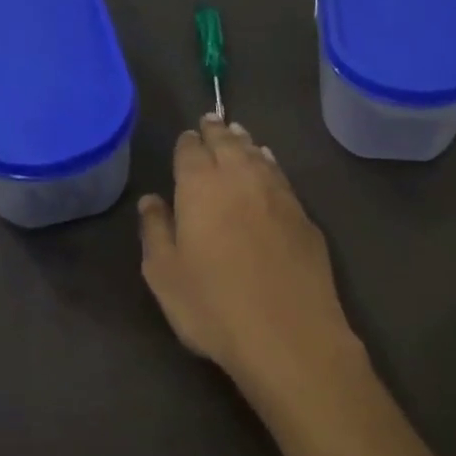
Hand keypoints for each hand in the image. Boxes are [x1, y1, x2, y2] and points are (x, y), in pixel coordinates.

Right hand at [138, 115, 360, 398]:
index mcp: (201, 186)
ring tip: (239, 134)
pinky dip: (270, 164)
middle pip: (228, 143)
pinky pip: (281, 176)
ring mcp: (279, 195)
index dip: (187, 143)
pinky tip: (269, 165)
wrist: (289, 334)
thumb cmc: (213, 307)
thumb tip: (150, 200)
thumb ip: (155, 230)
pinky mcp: (304, 216)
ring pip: (258, 155)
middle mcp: (241, 178)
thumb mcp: (164, 275)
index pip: (190, 150)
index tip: (186, 138)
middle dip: (217, 131)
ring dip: (245, 142)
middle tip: (212, 120)